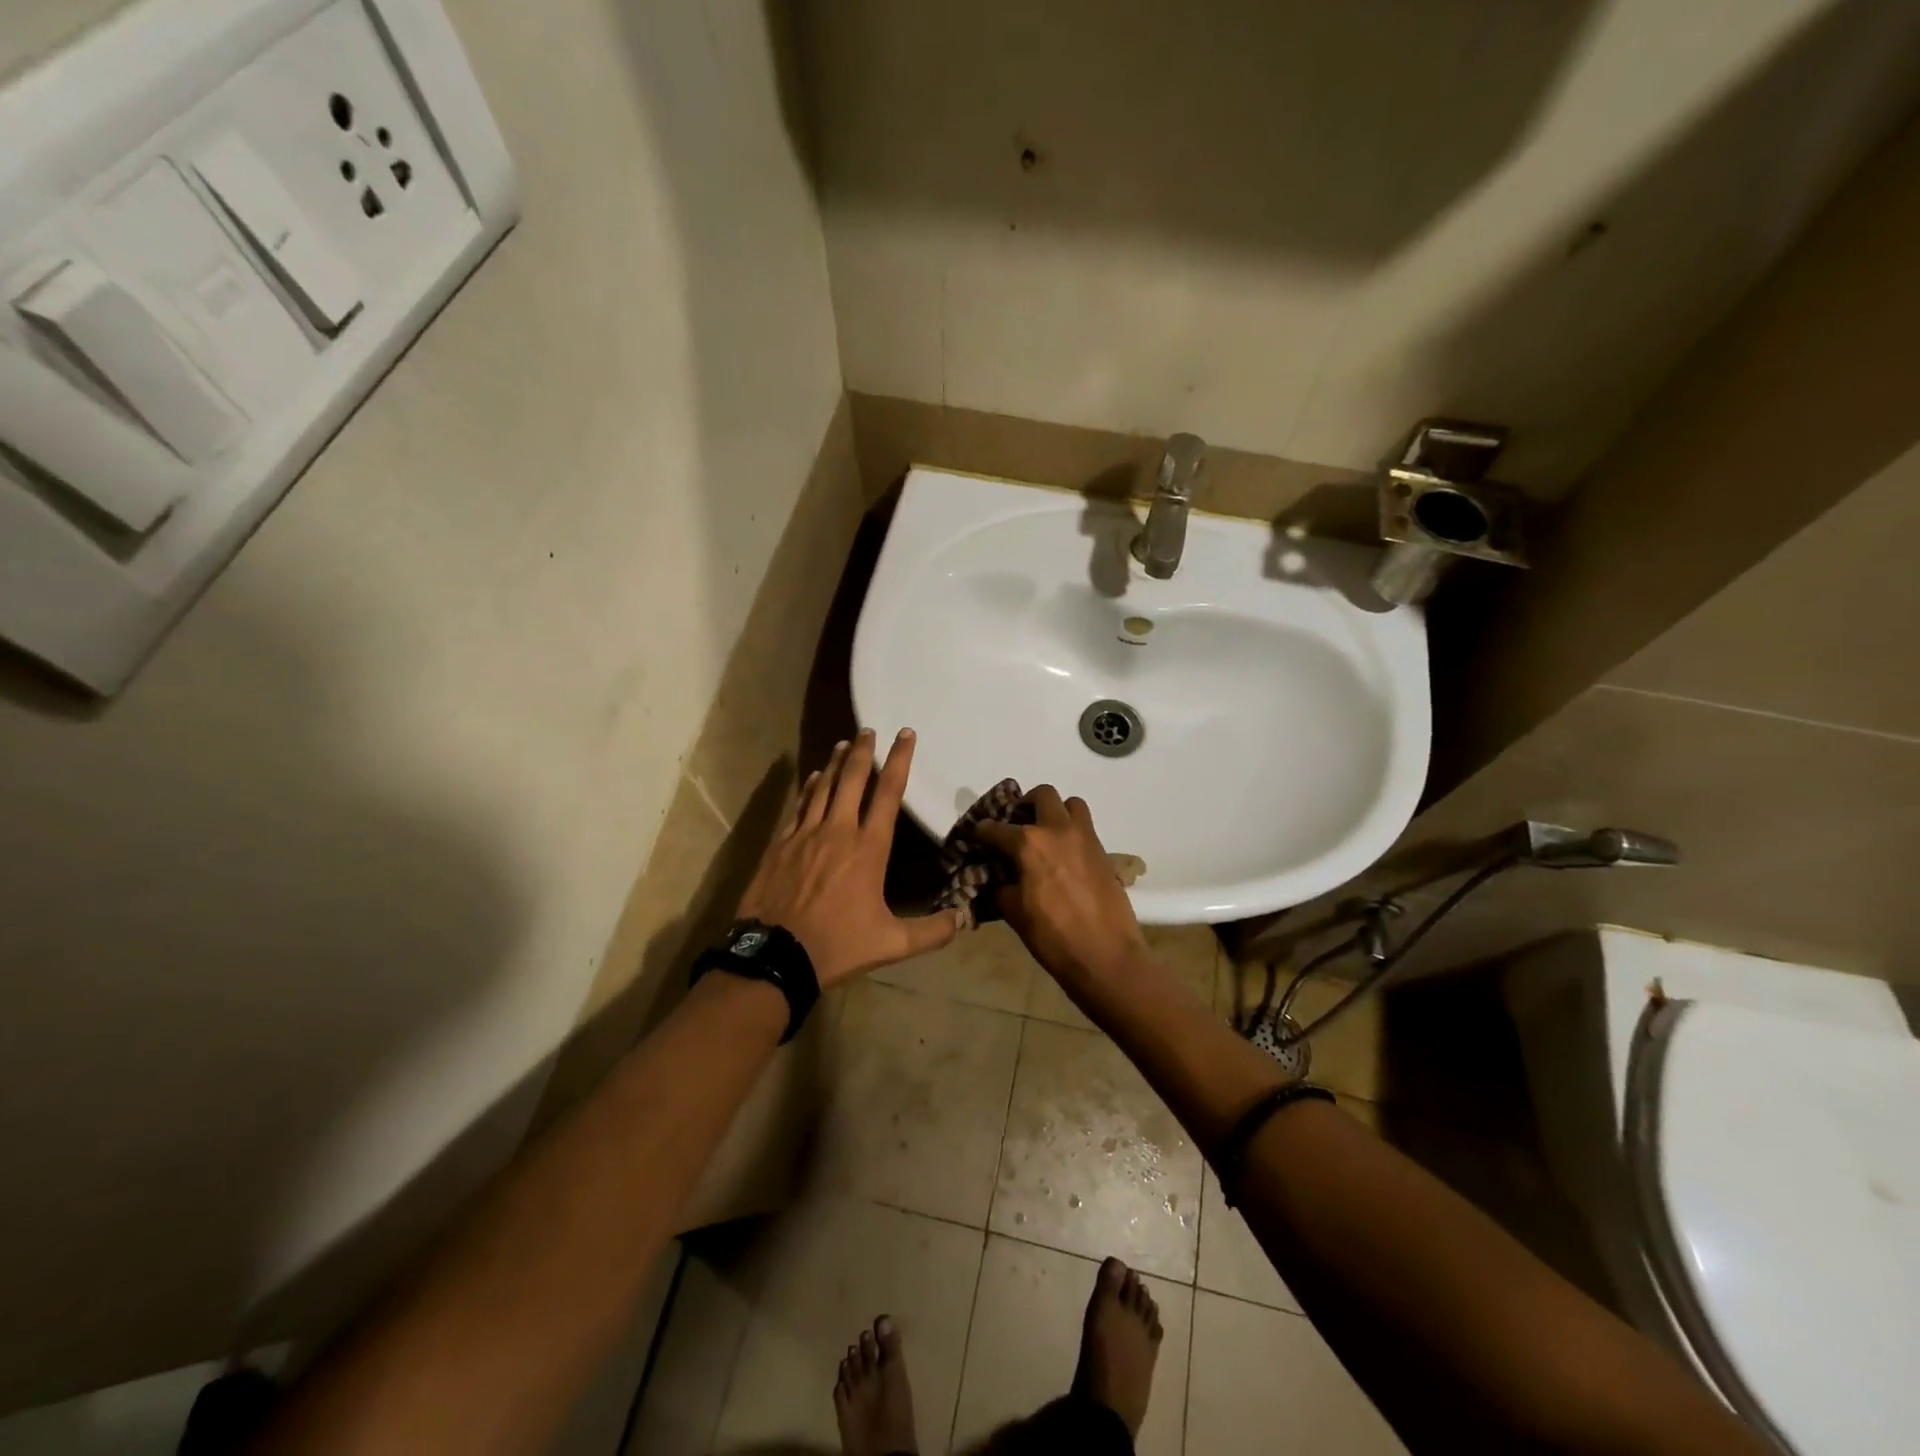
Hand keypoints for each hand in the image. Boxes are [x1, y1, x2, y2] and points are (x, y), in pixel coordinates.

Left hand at [737, 728, 962, 988]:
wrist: (774, 955)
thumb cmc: (837, 945)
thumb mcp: (892, 944)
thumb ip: (932, 931)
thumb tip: (966, 919)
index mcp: (869, 848)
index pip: (889, 793)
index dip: (899, 760)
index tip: (905, 734)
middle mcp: (839, 830)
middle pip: (853, 779)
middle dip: (864, 750)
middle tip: (869, 729)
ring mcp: (806, 834)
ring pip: (824, 786)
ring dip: (835, 763)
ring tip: (844, 743)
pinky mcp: (781, 843)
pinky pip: (799, 806)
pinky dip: (809, 788)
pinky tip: (813, 778)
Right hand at [974, 787, 1148, 989]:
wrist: (1106, 956)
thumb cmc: (1053, 937)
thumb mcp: (1015, 913)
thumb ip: (1001, 887)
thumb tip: (996, 878)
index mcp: (1029, 844)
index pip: (996, 828)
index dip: (982, 831)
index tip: (977, 835)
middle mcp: (1057, 830)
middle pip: (1042, 795)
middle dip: (1025, 804)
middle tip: (1017, 824)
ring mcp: (1085, 838)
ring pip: (1071, 804)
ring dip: (1056, 811)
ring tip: (1046, 833)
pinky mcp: (1104, 852)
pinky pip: (1086, 827)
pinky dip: (1072, 832)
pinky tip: (1064, 857)